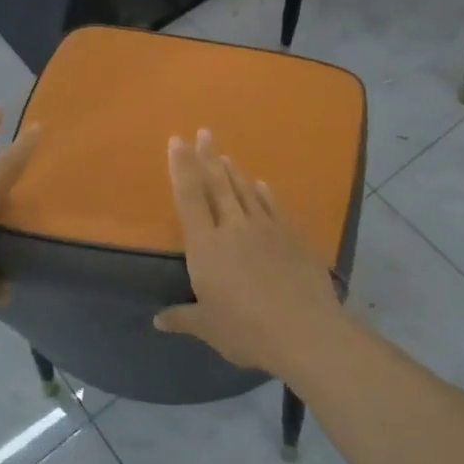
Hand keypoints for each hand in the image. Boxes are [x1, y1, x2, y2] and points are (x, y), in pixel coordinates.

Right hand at [153, 130, 345, 378]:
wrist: (305, 331)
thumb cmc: (247, 331)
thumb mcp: (209, 328)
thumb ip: (183, 318)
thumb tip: (158, 319)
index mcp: (206, 246)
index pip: (189, 197)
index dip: (181, 167)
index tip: (177, 141)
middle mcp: (233, 228)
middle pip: (217, 185)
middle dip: (208, 157)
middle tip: (204, 132)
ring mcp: (266, 228)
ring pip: (246, 192)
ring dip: (234, 173)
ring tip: (226, 156)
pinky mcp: (292, 236)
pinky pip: (274, 207)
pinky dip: (265, 194)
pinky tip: (262, 185)